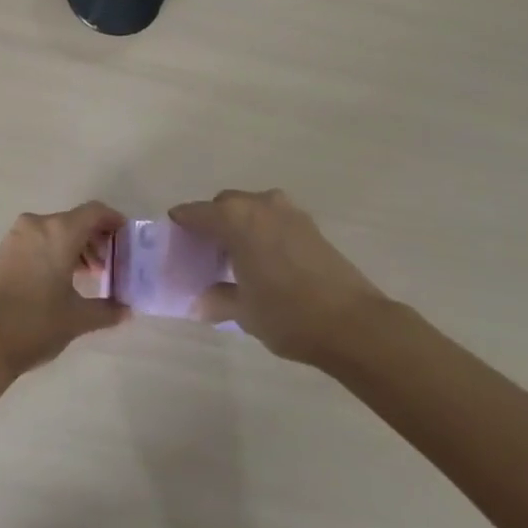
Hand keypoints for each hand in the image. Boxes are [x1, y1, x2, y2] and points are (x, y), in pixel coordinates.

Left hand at [0, 202, 129, 375]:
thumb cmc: (36, 323)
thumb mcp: (77, 319)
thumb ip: (107, 310)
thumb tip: (126, 310)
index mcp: (60, 231)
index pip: (95, 212)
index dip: (114, 221)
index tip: (126, 239)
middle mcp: (38, 224)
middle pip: (75, 220)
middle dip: (95, 239)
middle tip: (109, 265)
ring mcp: (17, 235)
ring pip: (55, 229)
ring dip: (75, 246)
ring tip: (87, 276)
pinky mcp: (4, 249)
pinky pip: (38, 239)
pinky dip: (54, 249)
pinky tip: (61, 278)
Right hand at [170, 189, 385, 365]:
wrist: (353, 323)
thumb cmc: (287, 314)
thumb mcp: (243, 311)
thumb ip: (217, 299)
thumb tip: (199, 301)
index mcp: (235, 218)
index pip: (195, 213)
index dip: (181, 226)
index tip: (174, 242)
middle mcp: (259, 204)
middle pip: (223, 205)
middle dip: (211, 224)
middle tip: (205, 254)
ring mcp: (288, 211)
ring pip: (250, 209)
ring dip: (239, 225)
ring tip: (235, 259)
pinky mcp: (309, 225)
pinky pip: (272, 219)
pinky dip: (261, 231)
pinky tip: (264, 261)